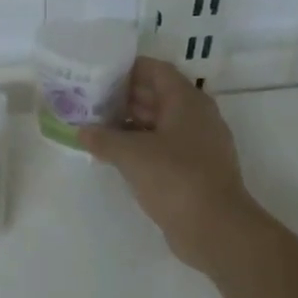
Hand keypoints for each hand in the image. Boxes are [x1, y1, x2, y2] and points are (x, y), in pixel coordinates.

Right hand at [80, 58, 259, 276]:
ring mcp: (198, 144)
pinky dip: (140, 145)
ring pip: (159, 122)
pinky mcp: (195, 169)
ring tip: (96, 126)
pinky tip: (115, 155)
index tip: (98, 73)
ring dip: (130, 123)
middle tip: (90, 100)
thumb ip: (103, 138)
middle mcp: (196, 116)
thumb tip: (81, 131)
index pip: (155, 70)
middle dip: (123, 96)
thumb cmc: (175, 178)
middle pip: (157, 95)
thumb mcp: (131, 154)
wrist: (216, 229)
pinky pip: (163, 146)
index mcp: (186, 100)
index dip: (127, 68)